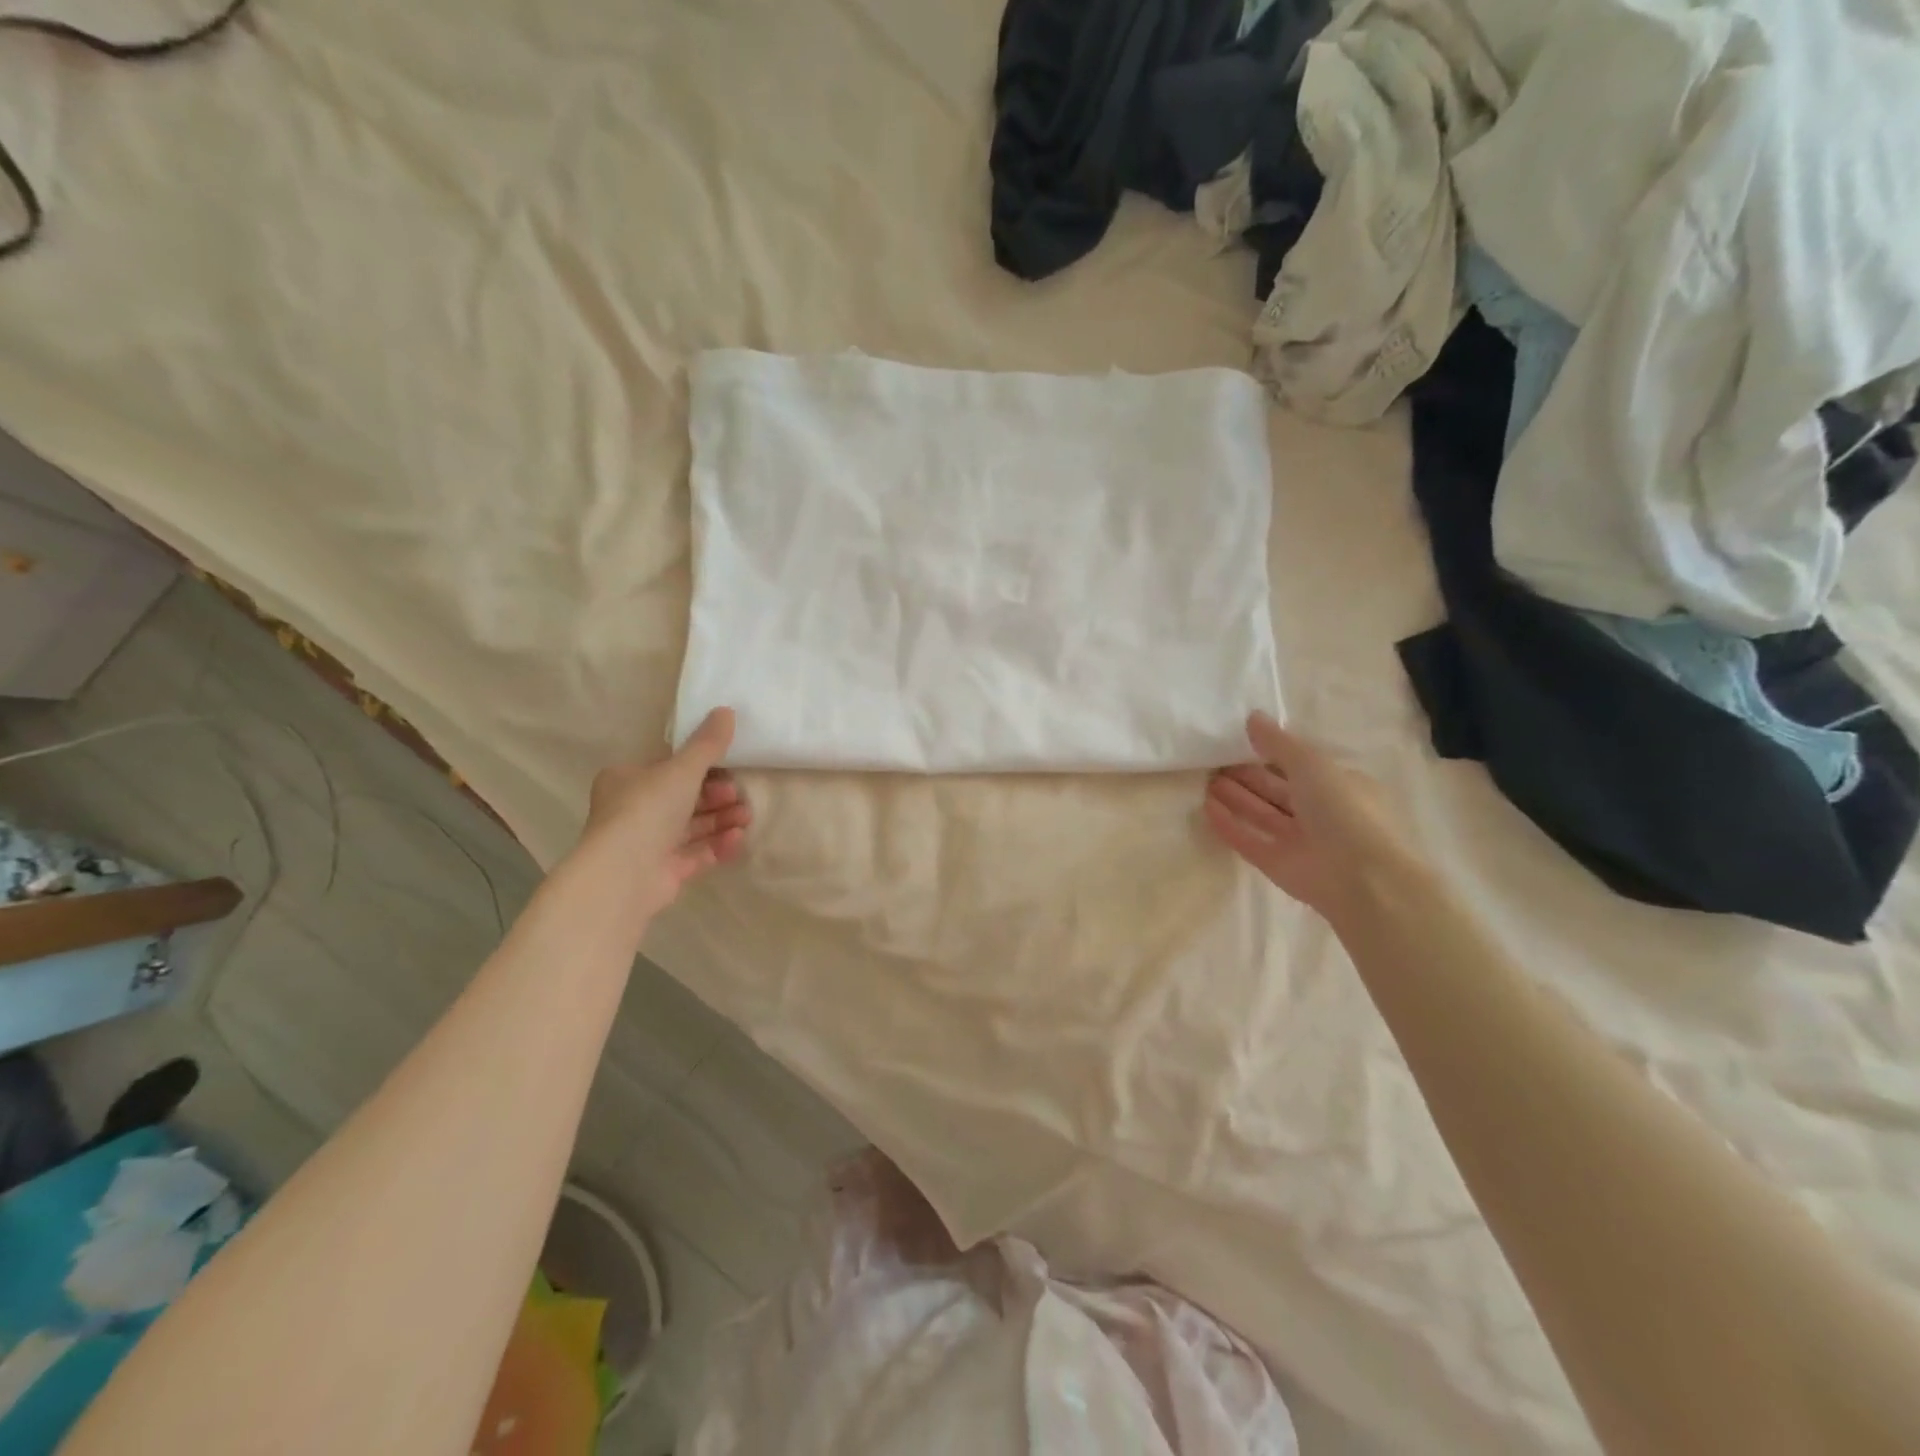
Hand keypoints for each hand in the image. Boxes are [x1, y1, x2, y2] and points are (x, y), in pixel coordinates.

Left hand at [577, 707, 750, 919]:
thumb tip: (726, 710)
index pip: (668, 768)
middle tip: (739, 795)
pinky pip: (695, 854)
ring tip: (747, 817)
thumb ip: (707, 743)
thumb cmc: (647, 809)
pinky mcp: (662, 872)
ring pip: (692, 827)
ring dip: (722, 819)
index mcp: (627, 780)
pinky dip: (717, 845)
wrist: (624, 872)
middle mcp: (633, 811)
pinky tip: (738, 839)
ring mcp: (647, 844)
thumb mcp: (682, 769)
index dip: (700, 767)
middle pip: (684, 798)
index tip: (728, 768)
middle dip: (716, 796)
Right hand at [1205, 711, 1414, 921]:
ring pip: (1262, 815)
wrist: (1360, 878)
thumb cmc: (1343, 809)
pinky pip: (1249, 841)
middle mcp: (1321, 814)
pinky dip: (1229, 825)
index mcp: (1340, 787)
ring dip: (1236, 798)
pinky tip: (1206, 808)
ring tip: (1206, 780)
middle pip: (1278, 791)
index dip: (1272, 755)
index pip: (1302, 767)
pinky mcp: (1279, 865)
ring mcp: (1300, 842)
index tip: (1241, 743)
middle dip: (1248, 776)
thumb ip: (1278, 743)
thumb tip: (1252, 717)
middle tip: (1214, 761)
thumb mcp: (1312, 764)